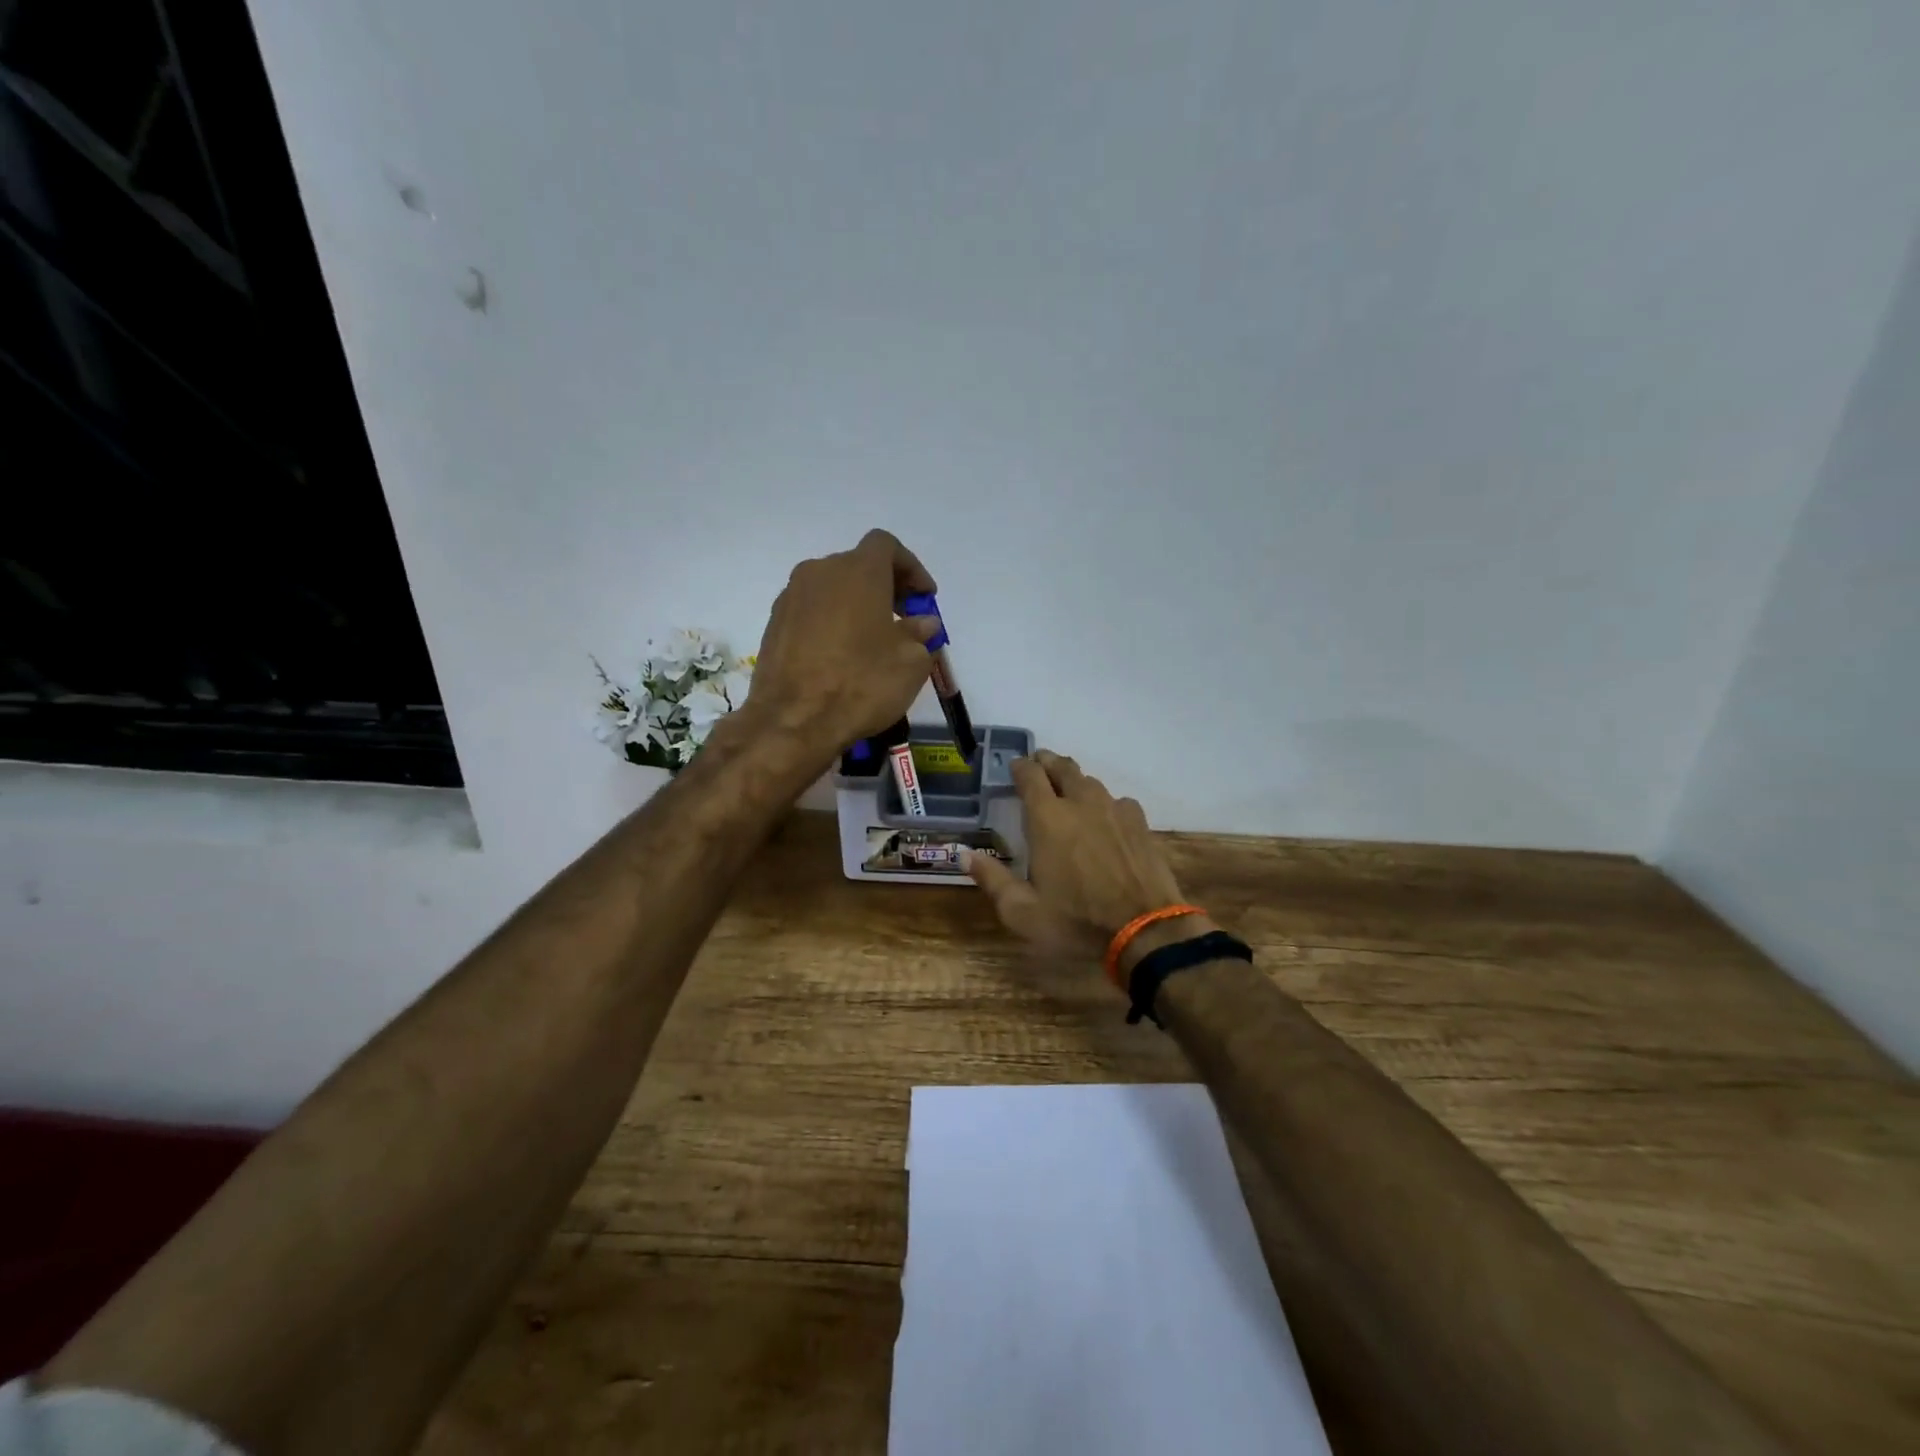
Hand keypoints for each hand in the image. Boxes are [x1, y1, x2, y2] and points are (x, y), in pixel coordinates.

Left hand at [743, 529, 941, 761]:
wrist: (793, 720)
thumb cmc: (862, 683)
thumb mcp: (910, 662)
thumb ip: (920, 634)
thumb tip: (921, 623)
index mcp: (858, 571)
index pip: (886, 546)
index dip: (911, 567)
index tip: (924, 598)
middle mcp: (820, 572)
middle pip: (858, 565)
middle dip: (884, 587)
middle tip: (903, 619)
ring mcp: (791, 597)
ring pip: (832, 589)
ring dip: (856, 605)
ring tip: (872, 641)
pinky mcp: (773, 624)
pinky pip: (811, 611)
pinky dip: (831, 622)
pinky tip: (841, 655)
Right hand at [964, 750, 1215, 976]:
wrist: (1144, 930)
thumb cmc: (1076, 921)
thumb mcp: (1022, 912)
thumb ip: (992, 880)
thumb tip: (964, 855)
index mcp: (1047, 819)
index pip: (1030, 775)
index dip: (1020, 766)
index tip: (1014, 766)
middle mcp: (1080, 804)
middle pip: (1062, 767)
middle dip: (1047, 762)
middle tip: (1038, 765)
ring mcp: (1114, 810)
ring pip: (1091, 782)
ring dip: (1075, 780)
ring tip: (1068, 789)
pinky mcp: (1140, 824)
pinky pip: (1118, 801)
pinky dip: (1105, 802)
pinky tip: (1105, 818)